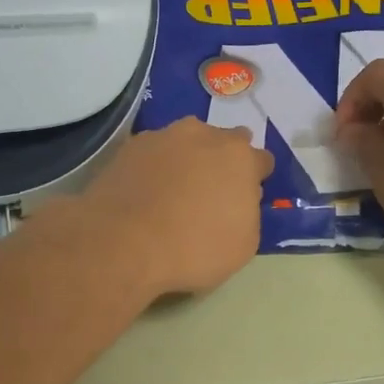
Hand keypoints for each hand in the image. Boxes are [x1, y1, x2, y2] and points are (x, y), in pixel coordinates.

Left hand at [73, 118, 274, 296]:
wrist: (123, 242)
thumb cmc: (194, 248)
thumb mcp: (243, 244)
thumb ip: (248, 211)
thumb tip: (238, 198)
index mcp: (239, 157)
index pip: (261, 160)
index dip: (256, 179)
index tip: (247, 198)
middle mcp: (203, 135)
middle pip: (223, 142)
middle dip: (222, 161)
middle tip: (211, 191)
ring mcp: (163, 136)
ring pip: (185, 142)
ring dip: (187, 158)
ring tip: (175, 190)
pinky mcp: (129, 147)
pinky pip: (153, 153)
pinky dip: (154, 166)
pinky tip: (146, 191)